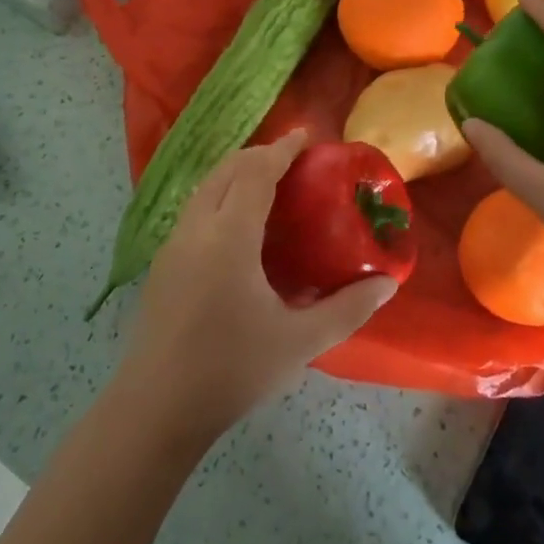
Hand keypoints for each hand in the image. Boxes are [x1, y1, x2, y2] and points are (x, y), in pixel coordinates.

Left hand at [114, 131, 397, 448]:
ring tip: (269, 185)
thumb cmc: (232, 369)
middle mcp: (197, 227)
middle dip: (259, 155)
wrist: (156, 408)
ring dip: (236, 174)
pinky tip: (238, 227)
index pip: (256, 172)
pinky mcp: (162, 264)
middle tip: (293, 160)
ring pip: (206, 187)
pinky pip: (195, 210)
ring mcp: (173, 244)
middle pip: (227, 170)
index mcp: (229, 235)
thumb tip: (387, 284)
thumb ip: (348, 309)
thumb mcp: (299, 342)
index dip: (281, 149)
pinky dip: (220, 196)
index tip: (305, 136)